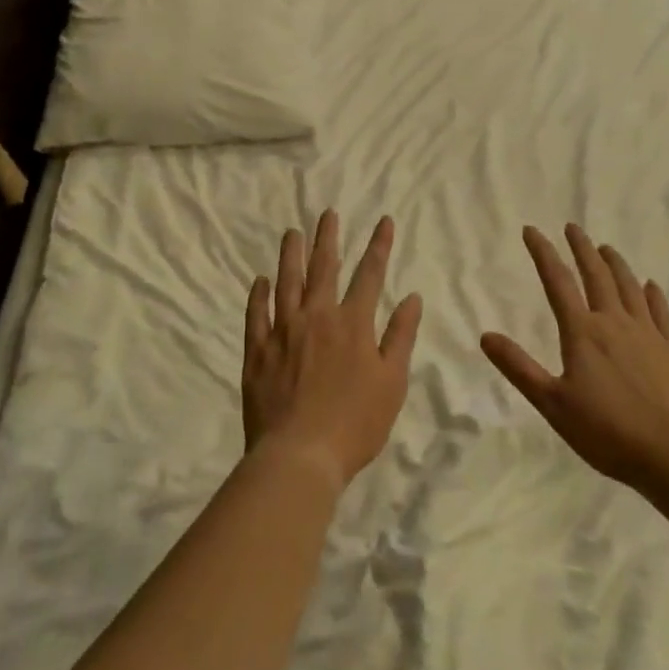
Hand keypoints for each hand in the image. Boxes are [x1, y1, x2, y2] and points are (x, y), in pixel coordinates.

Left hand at [243, 211, 422, 488]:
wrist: (299, 456)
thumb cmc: (355, 423)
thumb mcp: (392, 382)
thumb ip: (400, 336)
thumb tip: (412, 297)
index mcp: (353, 323)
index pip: (370, 274)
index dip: (379, 245)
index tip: (384, 220)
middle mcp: (317, 316)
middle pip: (324, 268)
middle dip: (329, 238)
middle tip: (327, 213)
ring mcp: (283, 330)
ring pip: (287, 282)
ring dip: (291, 255)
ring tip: (292, 233)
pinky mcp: (257, 350)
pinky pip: (256, 314)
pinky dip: (259, 295)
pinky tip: (260, 280)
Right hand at [482, 225, 668, 489]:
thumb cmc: (608, 433)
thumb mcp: (553, 405)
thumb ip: (519, 368)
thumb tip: (485, 336)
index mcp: (583, 333)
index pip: (557, 282)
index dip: (543, 253)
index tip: (532, 230)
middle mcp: (614, 322)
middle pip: (596, 275)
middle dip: (581, 248)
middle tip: (573, 228)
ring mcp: (649, 333)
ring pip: (629, 287)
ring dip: (615, 264)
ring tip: (606, 248)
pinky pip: (661, 311)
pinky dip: (652, 294)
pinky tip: (651, 286)